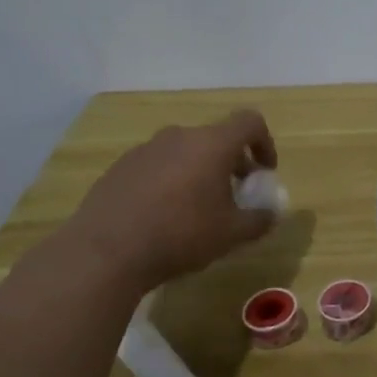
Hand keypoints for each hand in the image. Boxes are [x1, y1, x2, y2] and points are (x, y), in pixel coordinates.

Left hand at [61, 111, 278, 294]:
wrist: (105, 253)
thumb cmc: (180, 235)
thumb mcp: (232, 234)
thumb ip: (260, 220)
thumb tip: (271, 214)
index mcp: (212, 144)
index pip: (249, 122)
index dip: (265, 143)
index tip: (264, 172)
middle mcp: (179, 137)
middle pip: (216, 138)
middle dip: (232, 162)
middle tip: (234, 194)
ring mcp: (145, 150)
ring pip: (185, 151)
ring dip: (199, 171)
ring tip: (197, 207)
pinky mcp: (119, 168)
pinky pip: (157, 166)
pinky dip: (170, 181)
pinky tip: (163, 215)